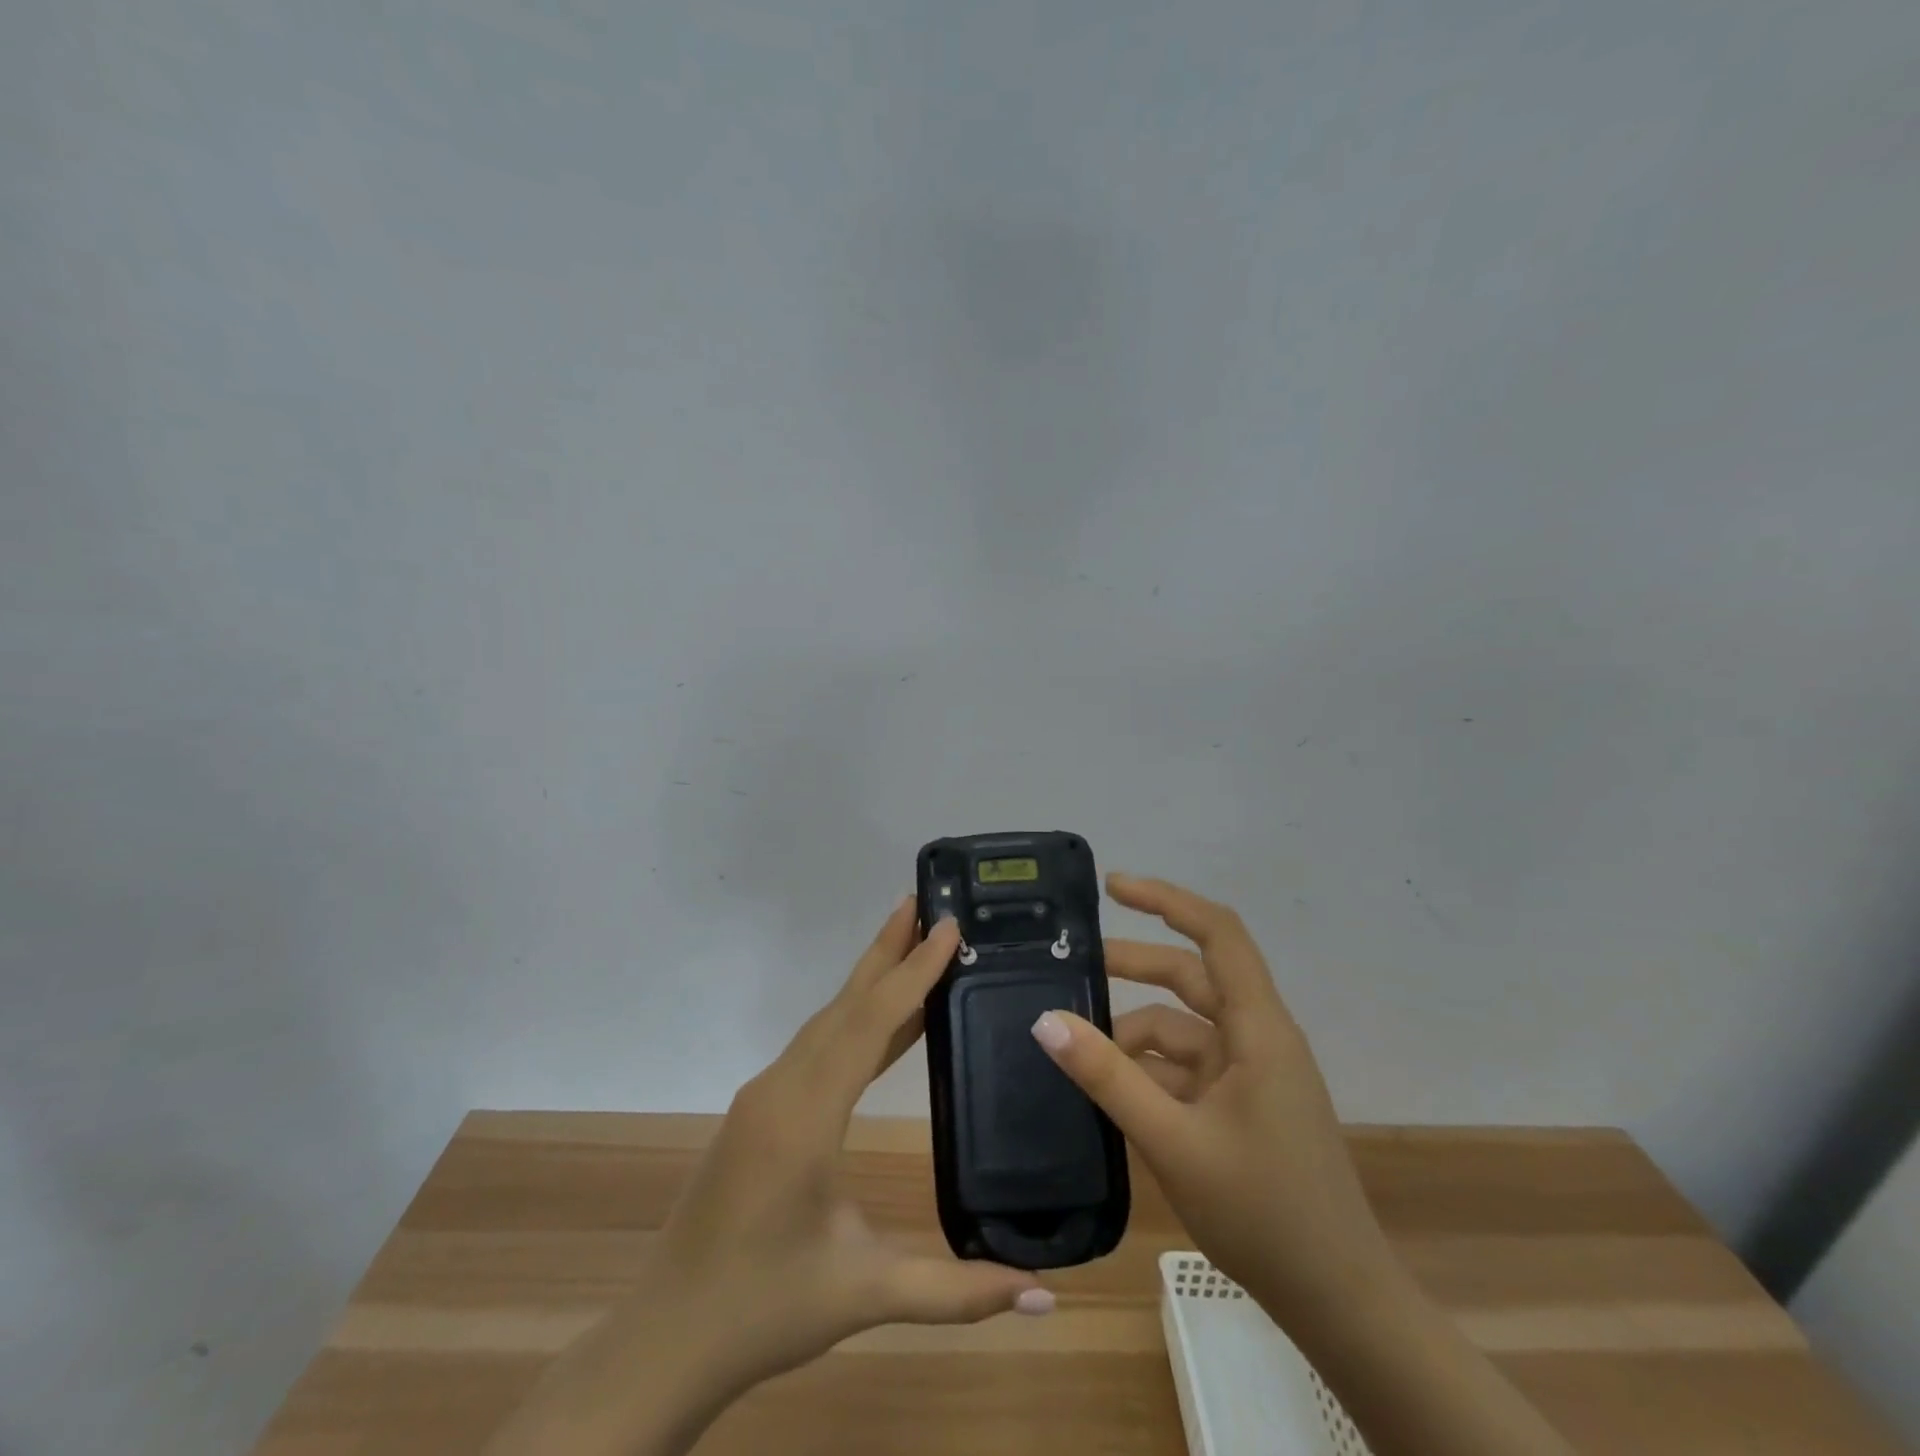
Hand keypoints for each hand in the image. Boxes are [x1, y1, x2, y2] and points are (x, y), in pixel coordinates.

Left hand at [652, 897, 1049, 1387]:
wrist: (666, 1339)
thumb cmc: (765, 1309)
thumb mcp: (865, 1292)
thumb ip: (958, 1290)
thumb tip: (1046, 1293)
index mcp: (805, 1116)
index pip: (869, 1023)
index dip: (913, 971)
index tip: (948, 926)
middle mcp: (781, 1087)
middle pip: (844, 1004)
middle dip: (887, 951)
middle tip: (926, 904)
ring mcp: (764, 1095)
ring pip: (827, 1022)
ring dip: (871, 981)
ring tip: (914, 947)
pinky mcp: (760, 1110)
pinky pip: (816, 1048)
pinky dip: (855, 1021)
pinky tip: (886, 1026)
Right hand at [1031, 874, 1389, 1322]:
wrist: (1339, 1303)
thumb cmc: (1264, 1212)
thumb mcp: (1173, 1141)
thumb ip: (1108, 1077)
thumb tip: (1047, 1021)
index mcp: (1258, 1028)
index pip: (1217, 934)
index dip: (1167, 899)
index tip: (1113, 887)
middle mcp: (1258, 1037)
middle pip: (1191, 977)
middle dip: (1132, 967)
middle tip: (1073, 966)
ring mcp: (1252, 1073)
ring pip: (1183, 1027)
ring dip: (1133, 1033)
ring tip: (1077, 1049)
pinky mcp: (1244, 1104)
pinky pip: (1188, 1067)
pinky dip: (1149, 1070)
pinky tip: (1110, 1091)